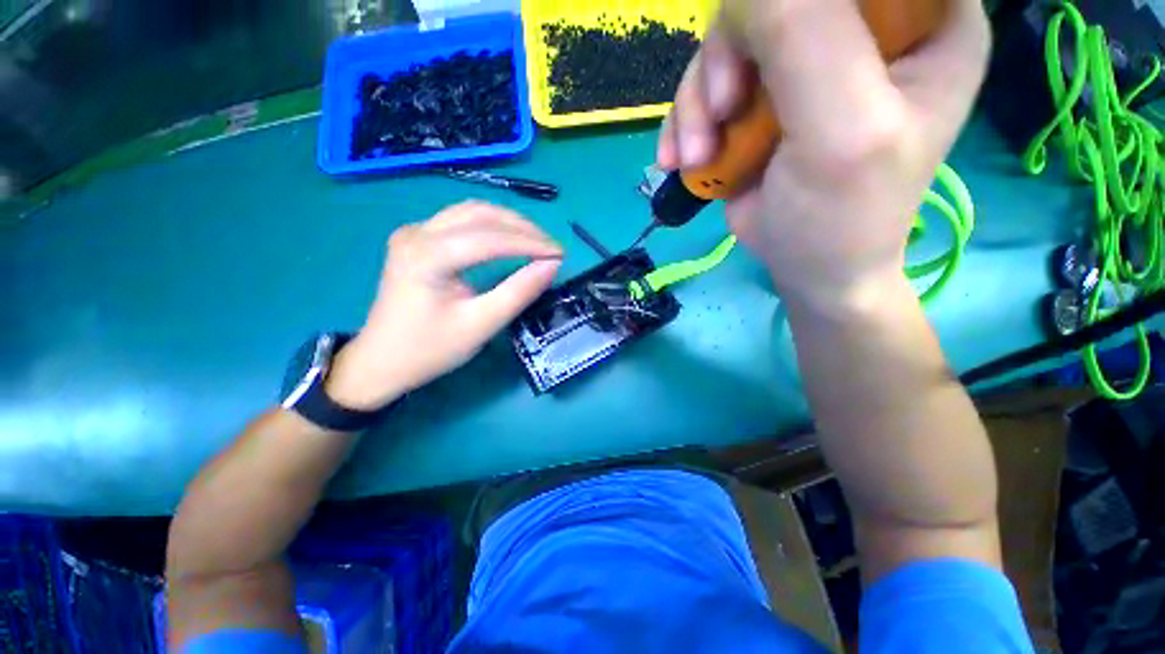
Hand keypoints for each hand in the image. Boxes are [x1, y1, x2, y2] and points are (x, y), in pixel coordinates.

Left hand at [326, 202, 561, 409]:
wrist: (381, 362)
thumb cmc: (430, 349)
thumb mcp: (481, 325)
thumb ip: (518, 292)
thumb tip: (551, 266)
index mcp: (427, 256)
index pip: (490, 238)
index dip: (531, 243)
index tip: (561, 254)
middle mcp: (417, 233)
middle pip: (481, 215)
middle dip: (523, 229)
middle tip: (553, 248)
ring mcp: (413, 232)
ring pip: (471, 212)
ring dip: (508, 223)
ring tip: (537, 241)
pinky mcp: (415, 238)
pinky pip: (460, 220)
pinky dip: (491, 226)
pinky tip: (508, 238)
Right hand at [658, 0, 988, 310]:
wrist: (805, 268)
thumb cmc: (843, 214)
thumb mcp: (841, 129)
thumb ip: (804, 38)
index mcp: (924, 18)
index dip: (794, 4)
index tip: (765, 56)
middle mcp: (865, 26)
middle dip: (731, 56)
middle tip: (720, 115)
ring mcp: (806, 61)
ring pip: (730, 41)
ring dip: (699, 102)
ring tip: (697, 154)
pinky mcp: (761, 96)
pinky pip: (708, 82)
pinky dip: (686, 122)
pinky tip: (682, 159)